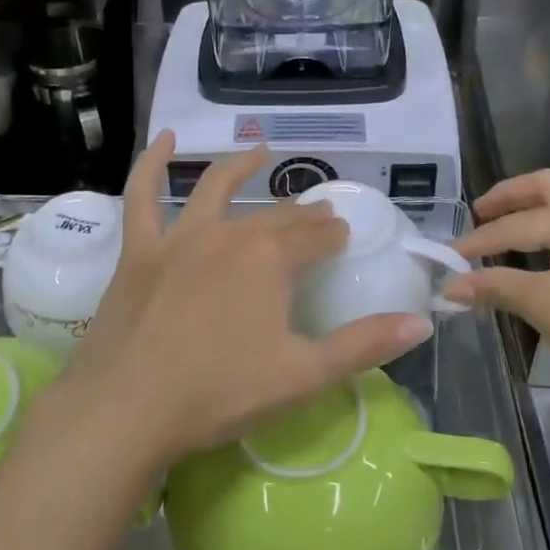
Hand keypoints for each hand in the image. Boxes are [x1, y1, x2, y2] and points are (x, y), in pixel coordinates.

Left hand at [52, 132, 431, 470]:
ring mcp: (179, 237)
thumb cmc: (220, 394)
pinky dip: (152, 163)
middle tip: (318, 216)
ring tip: (261, 152)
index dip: (333, 234)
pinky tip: (164, 139)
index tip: (344, 236)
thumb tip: (423, 323)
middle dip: (302, 214)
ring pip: (215, 188)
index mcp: (271, 260)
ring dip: (241, 167)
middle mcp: (228, 234)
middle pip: (274, 217)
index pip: (315, 236)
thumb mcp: (303, 376)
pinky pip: (142, 195)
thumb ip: (364, 346)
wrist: (127, 410)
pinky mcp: (139, 250)